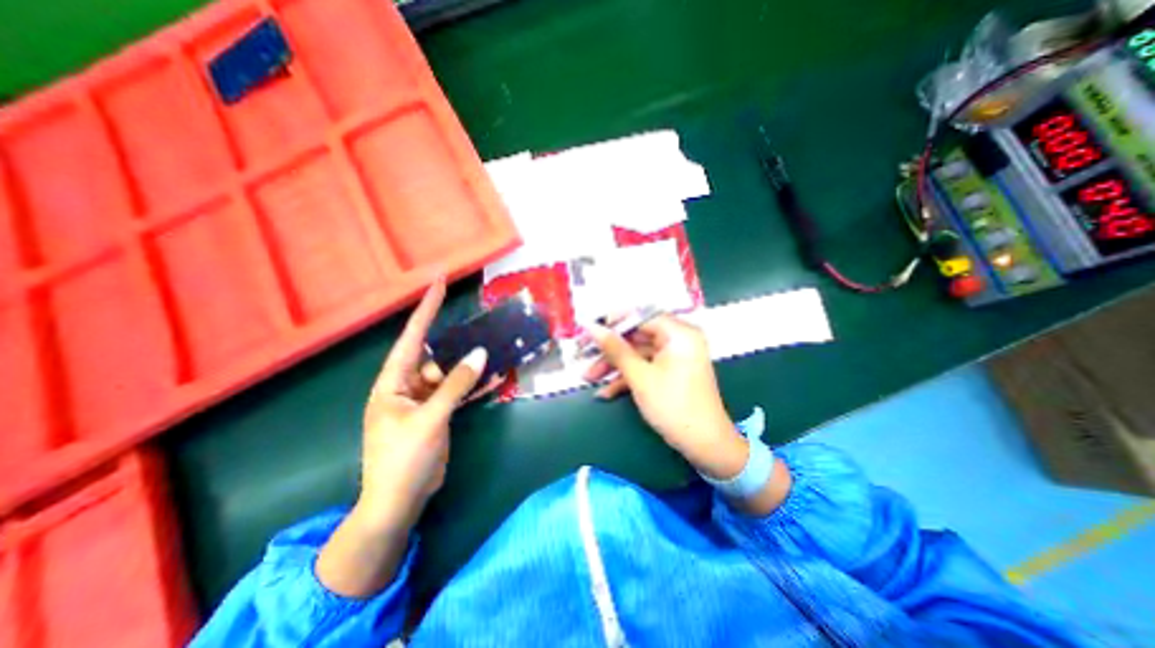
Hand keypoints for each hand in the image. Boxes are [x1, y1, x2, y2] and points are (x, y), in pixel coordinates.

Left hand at [317, 277, 488, 595]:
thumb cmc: (403, 459)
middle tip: (483, 325)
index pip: (412, 336)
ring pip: (451, 373)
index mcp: (393, 381)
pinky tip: (495, 378)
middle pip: (437, 354)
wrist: (400, 501)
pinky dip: (474, 385)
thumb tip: (480, 354)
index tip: (439, 283)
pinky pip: (458, 391)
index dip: (426, 308)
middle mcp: (408, 384)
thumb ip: (455, 385)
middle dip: (459, 342)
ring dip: (471, 366)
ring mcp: (424, 399)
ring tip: (496, 350)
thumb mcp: (430, 419)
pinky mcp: (438, 412)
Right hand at [587, 313, 748, 481]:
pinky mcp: (670, 372)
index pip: (640, 316)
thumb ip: (615, 349)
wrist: (705, 445)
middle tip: (583, 356)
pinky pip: (645, 367)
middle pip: (636, 336)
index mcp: (679, 333)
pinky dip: (627, 378)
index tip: (588, 331)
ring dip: (613, 366)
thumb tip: (591, 327)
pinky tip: (605, 392)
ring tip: (588, 378)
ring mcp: (674, 357)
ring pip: (637, 354)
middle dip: (609, 350)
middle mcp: (678, 339)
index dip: (612, 322)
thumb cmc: (673, 406)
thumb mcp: (640, 376)